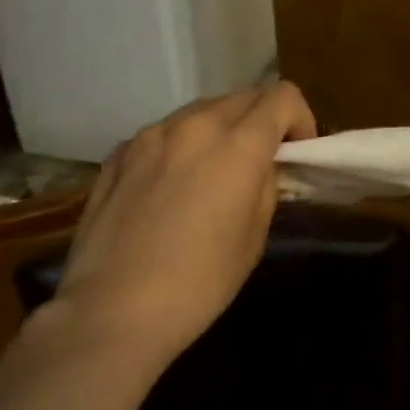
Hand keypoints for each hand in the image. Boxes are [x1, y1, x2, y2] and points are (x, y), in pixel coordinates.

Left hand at [48, 83, 316, 370]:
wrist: (110, 313)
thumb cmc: (199, 283)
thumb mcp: (254, 236)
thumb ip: (265, 184)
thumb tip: (262, 165)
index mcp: (238, 144)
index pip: (282, 96)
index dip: (299, 118)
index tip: (295, 150)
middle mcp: (196, 125)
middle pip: (244, 96)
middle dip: (261, 119)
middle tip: (259, 160)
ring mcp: (152, 135)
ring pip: (201, 110)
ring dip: (220, 128)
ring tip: (211, 171)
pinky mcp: (119, 153)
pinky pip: (163, 133)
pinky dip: (179, 145)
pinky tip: (168, 186)